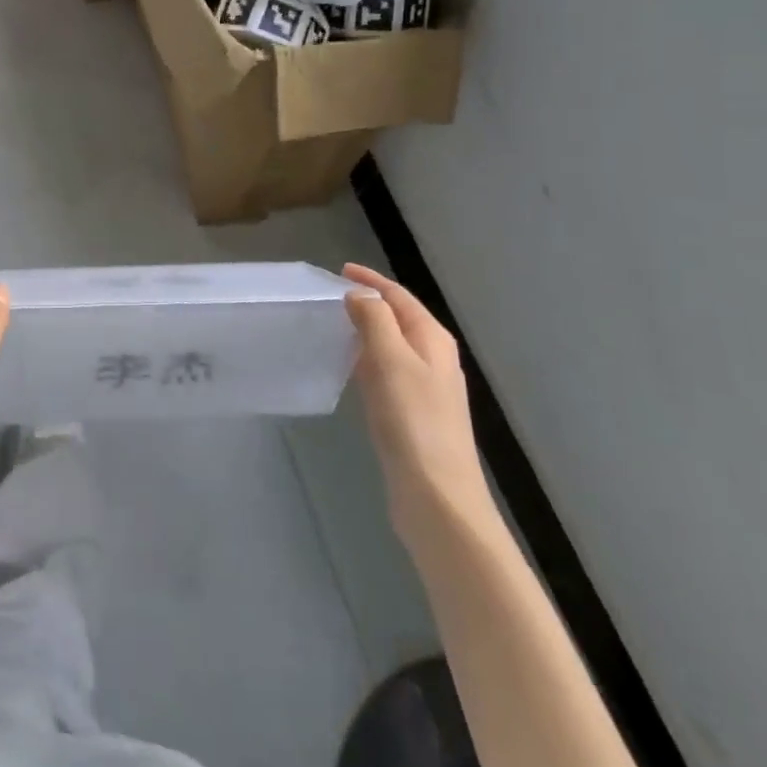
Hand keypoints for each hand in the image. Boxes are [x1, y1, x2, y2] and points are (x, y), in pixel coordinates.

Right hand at [342, 264, 492, 541]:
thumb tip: (360, 295)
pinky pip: (386, 372)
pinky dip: (367, 360)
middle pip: (399, 318)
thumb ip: (375, 319)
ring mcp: (426, 389)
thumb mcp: (390, 360)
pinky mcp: (413, 415)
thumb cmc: (412, 420)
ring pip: (392, 346)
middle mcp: (434, 359)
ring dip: (366, 331)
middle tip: (330, 298)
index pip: (399, 297)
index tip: (339, 271)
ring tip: (333, 326)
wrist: (436, 495)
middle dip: (368, 303)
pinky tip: (349, 370)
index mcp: (432, 340)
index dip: (371, 280)